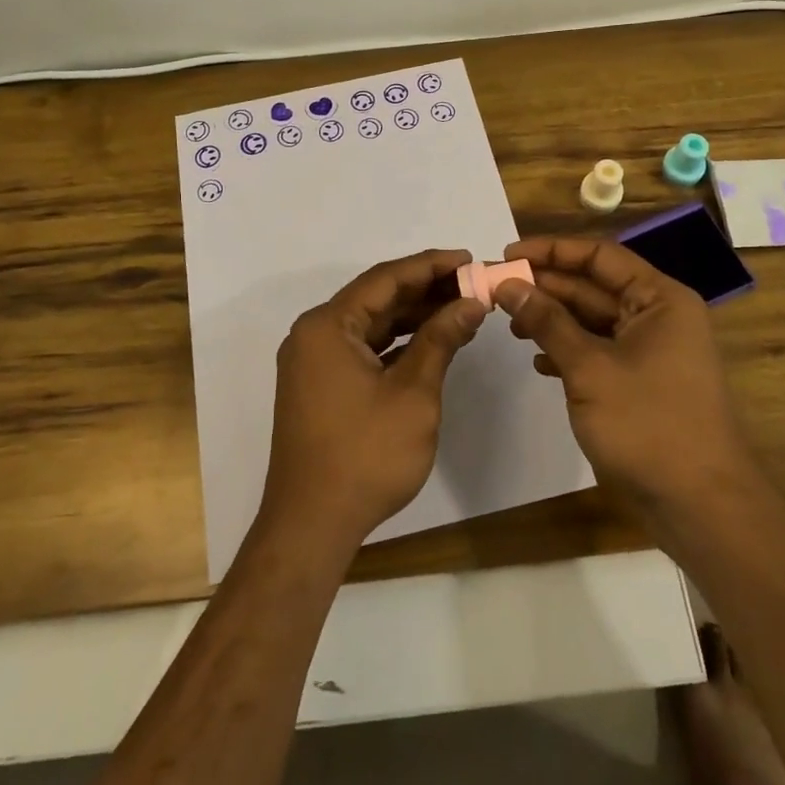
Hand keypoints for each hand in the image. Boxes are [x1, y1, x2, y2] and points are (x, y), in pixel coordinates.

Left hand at [260, 248, 488, 551]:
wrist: (311, 526)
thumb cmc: (365, 455)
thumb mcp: (413, 394)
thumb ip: (440, 340)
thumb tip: (470, 303)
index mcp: (328, 326)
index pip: (386, 279)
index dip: (431, 266)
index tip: (469, 259)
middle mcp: (315, 334)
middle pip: (377, 298)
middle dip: (426, 290)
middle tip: (473, 284)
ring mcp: (315, 362)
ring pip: (372, 325)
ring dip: (414, 317)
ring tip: (461, 309)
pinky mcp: (321, 386)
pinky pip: (363, 349)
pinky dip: (397, 344)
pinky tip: (432, 342)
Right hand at [493, 237, 754, 545]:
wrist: (700, 507)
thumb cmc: (648, 425)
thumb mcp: (590, 368)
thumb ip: (548, 321)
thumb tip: (508, 284)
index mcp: (659, 299)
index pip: (600, 256)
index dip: (552, 251)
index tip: (507, 255)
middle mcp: (657, 317)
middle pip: (593, 287)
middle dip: (546, 287)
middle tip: (496, 290)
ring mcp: (650, 352)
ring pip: (592, 321)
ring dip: (552, 319)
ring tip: (510, 325)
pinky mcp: (640, 383)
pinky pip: (597, 351)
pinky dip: (567, 351)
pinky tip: (538, 361)